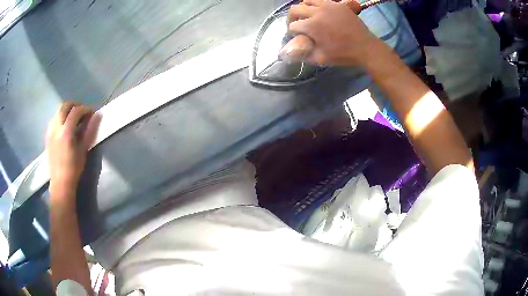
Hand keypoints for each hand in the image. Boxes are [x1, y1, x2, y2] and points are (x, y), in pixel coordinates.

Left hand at [46, 102, 100, 192]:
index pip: (76, 111)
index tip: (92, 113)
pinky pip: (54, 119)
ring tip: (74, 119)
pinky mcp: (47, 135)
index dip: (85, 109)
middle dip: (75, 105)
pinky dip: (61, 117)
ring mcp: (50, 130)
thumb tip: (97, 115)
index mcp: (66, 131)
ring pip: (58, 111)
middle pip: (65, 105)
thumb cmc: (74, 168)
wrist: (60, 182)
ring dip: (67, 110)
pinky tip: (65, 126)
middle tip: (82, 113)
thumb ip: (89, 130)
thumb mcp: (83, 150)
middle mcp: (56, 127)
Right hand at [281, 0, 378, 65]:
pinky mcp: (337, 4)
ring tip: (306, 15)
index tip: (295, 36)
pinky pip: (321, 0)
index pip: (292, 25)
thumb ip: (304, 54)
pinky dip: (316, 4)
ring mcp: (328, 6)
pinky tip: (319, 11)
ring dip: (303, 8)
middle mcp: (317, 12)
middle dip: (291, 17)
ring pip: (306, 0)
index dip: (291, 32)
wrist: (365, 47)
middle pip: (294, 9)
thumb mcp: (321, 58)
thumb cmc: (343, 54)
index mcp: (311, 26)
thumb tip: (290, 52)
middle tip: (295, 24)